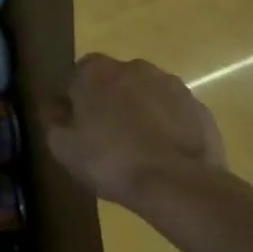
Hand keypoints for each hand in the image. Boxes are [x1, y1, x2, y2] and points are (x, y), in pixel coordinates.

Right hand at [45, 55, 227, 211]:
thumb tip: (55, 106)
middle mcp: (133, 67)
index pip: (77, 75)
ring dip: (142, 112)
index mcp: (95, 70)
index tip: (78, 126)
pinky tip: (164, 156)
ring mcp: (171, 85)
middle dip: (111, 102)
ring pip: (147, 95)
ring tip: (140, 150)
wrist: (177, 184)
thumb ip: (52, 119)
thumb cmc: (110, 160)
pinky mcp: (199, 108)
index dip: (76, 100)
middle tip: (108, 138)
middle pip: (115, 81)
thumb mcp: (62, 146)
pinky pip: (175, 113)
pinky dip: (169, 127)